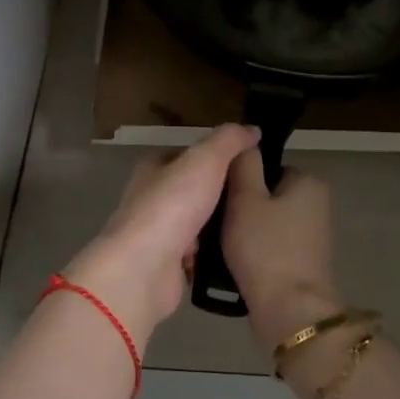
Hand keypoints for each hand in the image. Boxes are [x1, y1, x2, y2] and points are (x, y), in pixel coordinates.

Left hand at [65, 124, 260, 340]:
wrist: (144, 269)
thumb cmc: (172, 205)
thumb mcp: (205, 160)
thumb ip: (229, 141)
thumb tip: (252, 129)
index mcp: (153, 170)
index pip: (186, 156)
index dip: (214, 156)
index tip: (247, 163)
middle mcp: (151, 201)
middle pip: (192, 192)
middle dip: (219, 194)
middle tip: (255, 197)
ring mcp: (157, 236)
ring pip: (195, 225)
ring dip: (217, 227)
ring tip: (252, 224)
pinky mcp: (166, 267)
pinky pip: (197, 257)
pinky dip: (212, 256)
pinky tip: (235, 253)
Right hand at [221, 151, 342, 352]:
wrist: (289, 311)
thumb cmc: (265, 249)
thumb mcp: (246, 199)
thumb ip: (244, 165)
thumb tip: (246, 140)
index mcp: (309, 182)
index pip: (267, 168)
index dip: (239, 181)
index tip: (217, 198)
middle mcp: (317, 205)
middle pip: (266, 196)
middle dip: (241, 209)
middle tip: (214, 224)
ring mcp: (313, 237)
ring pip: (266, 224)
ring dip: (244, 233)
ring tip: (217, 246)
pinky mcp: (304, 264)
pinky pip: (271, 248)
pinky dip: (254, 253)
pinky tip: (233, 265)